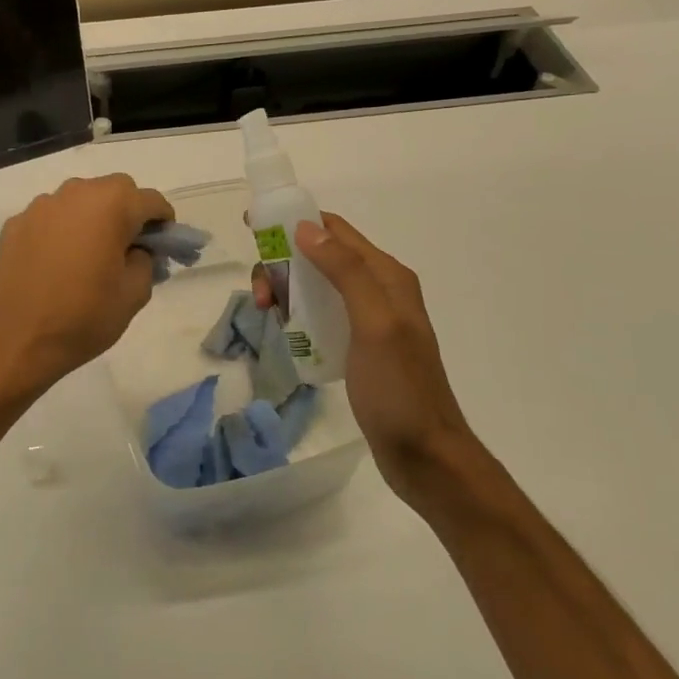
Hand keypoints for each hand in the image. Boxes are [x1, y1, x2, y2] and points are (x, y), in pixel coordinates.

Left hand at [0, 174, 173, 394]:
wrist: (19, 339)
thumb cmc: (84, 316)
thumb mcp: (134, 294)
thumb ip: (146, 261)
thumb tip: (137, 250)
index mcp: (111, 206)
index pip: (151, 200)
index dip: (163, 221)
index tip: (163, 245)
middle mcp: (75, 193)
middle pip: (114, 189)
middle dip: (128, 210)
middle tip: (129, 246)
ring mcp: (41, 206)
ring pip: (79, 198)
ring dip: (92, 216)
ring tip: (90, 252)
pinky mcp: (16, 223)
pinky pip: (50, 216)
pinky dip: (61, 229)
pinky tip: (58, 261)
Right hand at [257, 213, 472, 495]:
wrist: (425, 455)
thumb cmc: (398, 389)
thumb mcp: (374, 323)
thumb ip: (345, 271)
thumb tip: (306, 227)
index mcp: (386, 276)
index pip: (335, 230)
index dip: (294, 222)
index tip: (253, 229)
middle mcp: (379, 289)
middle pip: (320, 256)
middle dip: (283, 263)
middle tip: (261, 297)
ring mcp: (369, 319)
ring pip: (317, 285)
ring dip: (286, 289)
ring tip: (268, 315)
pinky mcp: (359, 346)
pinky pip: (321, 314)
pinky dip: (297, 313)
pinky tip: (285, 332)